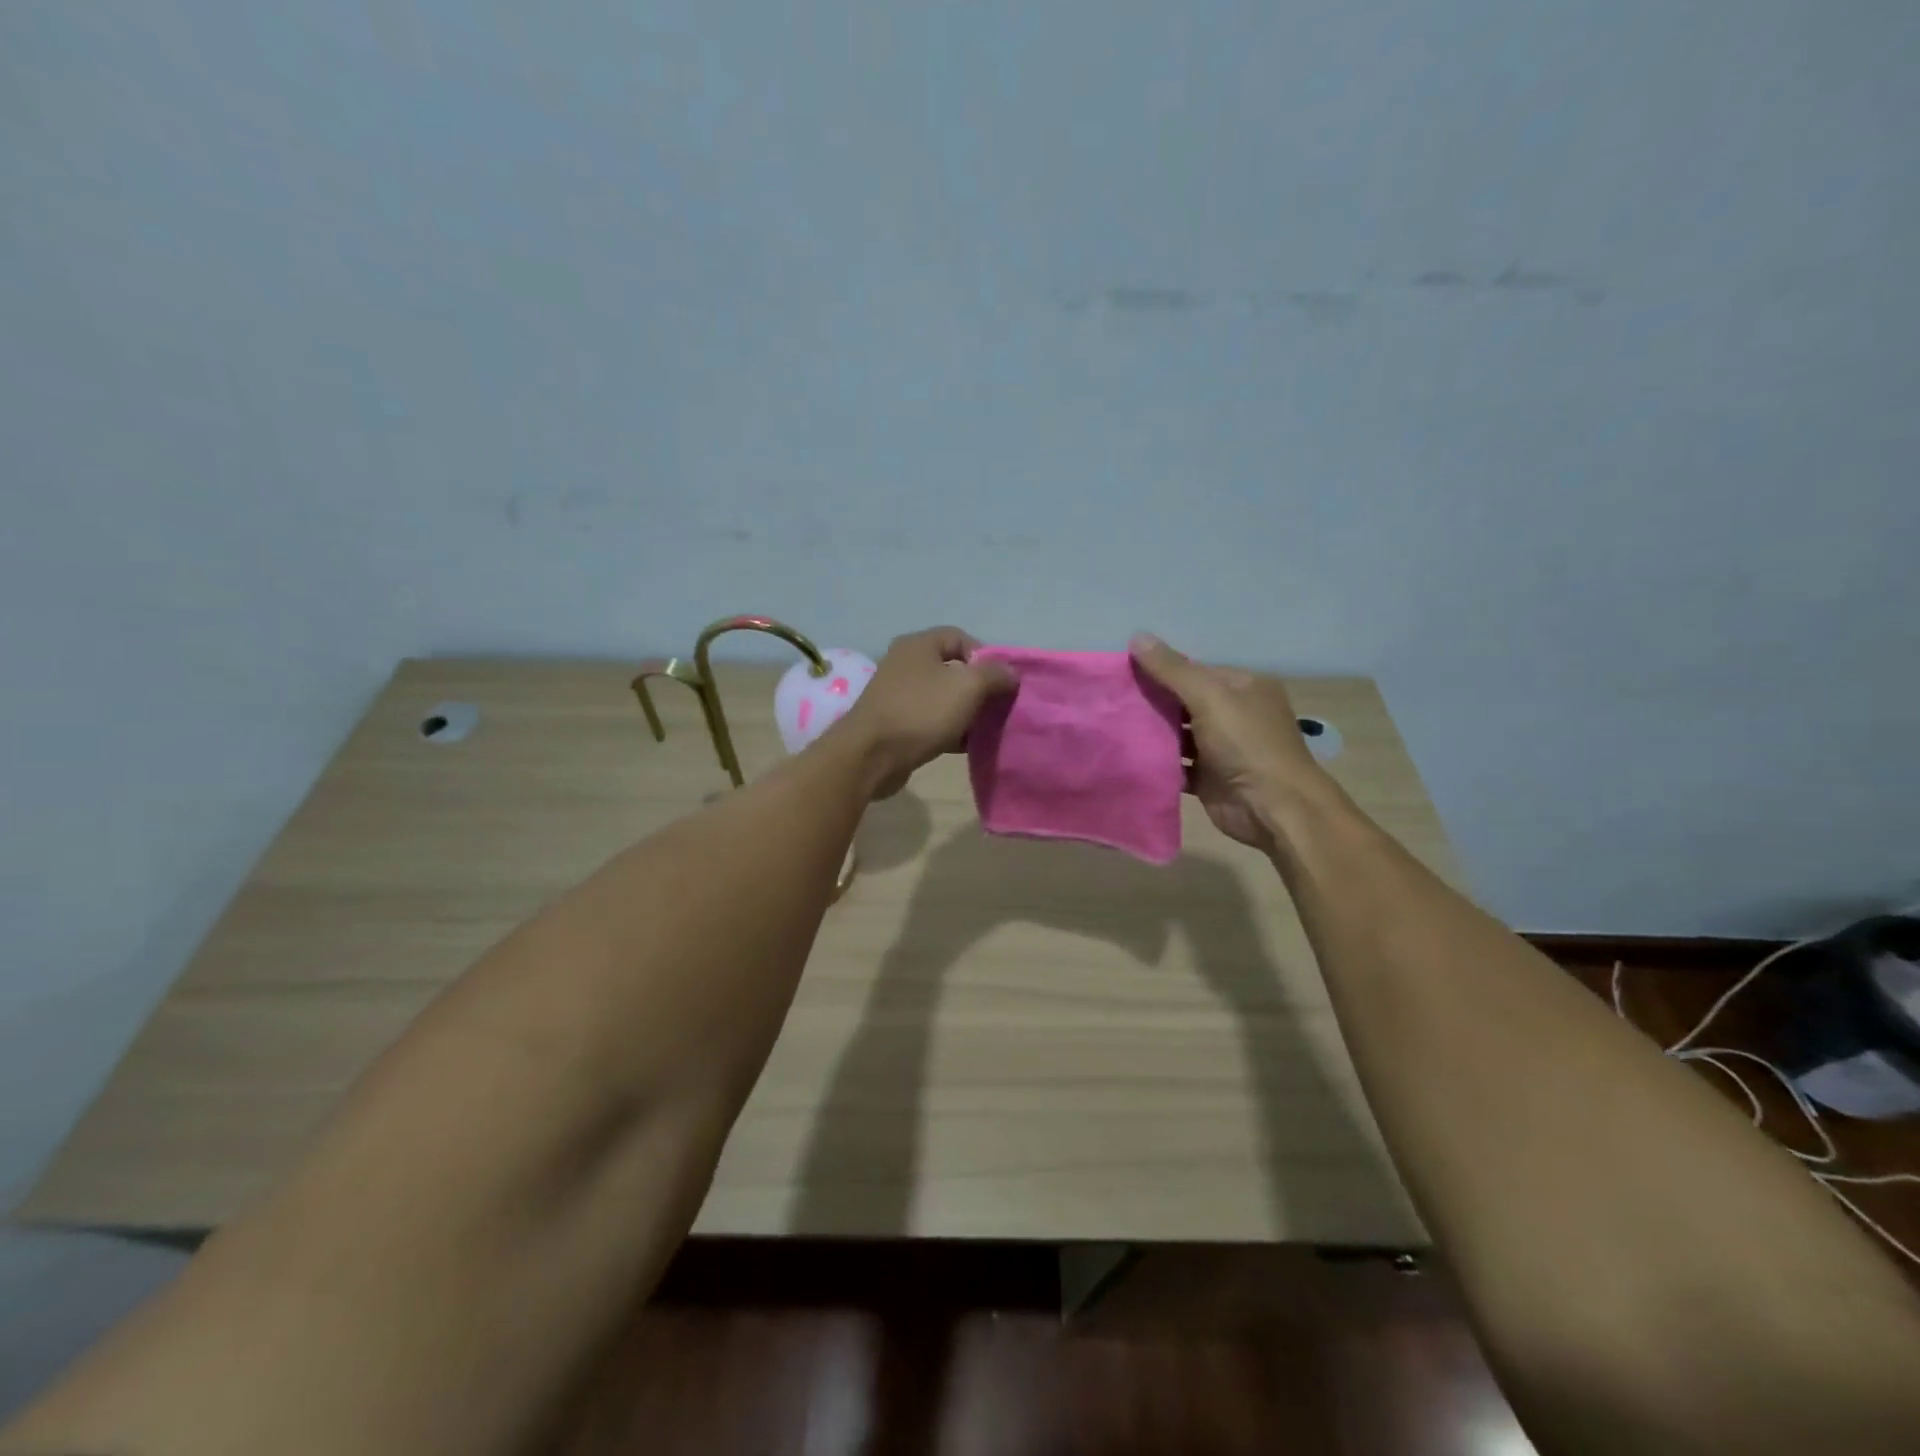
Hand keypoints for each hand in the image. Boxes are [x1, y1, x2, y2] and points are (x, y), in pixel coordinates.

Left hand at [833, 627, 1017, 798]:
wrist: (871, 756)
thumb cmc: (921, 712)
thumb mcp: (967, 687)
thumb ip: (994, 675)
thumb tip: (1010, 672)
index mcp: (919, 645)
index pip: (960, 637)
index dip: (986, 656)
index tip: (1001, 682)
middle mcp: (905, 663)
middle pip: (952, 668)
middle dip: (978, 687)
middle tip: (997, 706)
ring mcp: (897, 694)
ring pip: (942, 697)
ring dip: (965, 711)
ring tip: (985, 728)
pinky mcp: (895, 723)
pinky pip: (930, 720)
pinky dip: (949, 729)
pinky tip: (965, 745)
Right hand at [1130, 633, 1324, 848]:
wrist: (1272, 807)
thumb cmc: (1246, 743)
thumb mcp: (1209, 696)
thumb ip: (1172, 669)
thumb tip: (1137, 636)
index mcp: (1244, 687)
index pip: (1196, 670)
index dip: (1162, 669)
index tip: (1124, 670)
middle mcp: (1235, 714)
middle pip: (1185, 702)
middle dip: (1152, 700)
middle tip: (1111, 698)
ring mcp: (1222, 748)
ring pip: (1178, 734)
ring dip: (1151, 732)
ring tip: (1111, 725)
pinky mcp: (1209, 778)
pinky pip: (1177, 765)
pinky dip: (1157, 762)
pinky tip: (1127, 755)